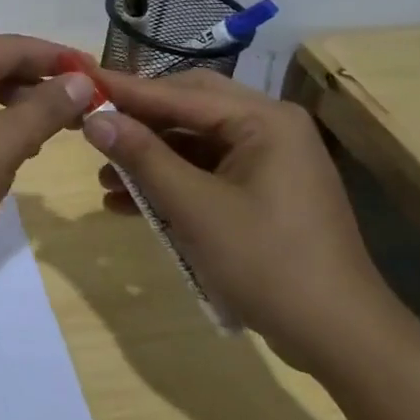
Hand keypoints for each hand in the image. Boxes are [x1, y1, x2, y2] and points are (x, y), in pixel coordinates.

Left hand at [0, 35, 98, 285]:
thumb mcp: (1, 144)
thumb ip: (44, 109)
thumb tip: (79, 80)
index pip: (20, 46)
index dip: (63, 60)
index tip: (103, 81)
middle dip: (41, 86)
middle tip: (84, 113)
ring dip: (17, 110)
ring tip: (51, 134)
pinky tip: (6, 155)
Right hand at [82, 68, 406, 373]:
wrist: (340, 338)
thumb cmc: (267, 263)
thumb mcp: (195, 208)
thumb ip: (143, 157)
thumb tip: (94, 119)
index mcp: (264, 120)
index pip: (180, 93)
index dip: (125, 90)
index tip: (80, 81)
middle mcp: (270, 128)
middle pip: (188, 109)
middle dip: (138, 122)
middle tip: (91, 125)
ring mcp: (270, 161)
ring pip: (194, 143)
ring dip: (150, 158)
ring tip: (104, 178)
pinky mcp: (264, 191)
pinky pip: (207, 172)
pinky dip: (172, 184)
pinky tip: (132, 204)